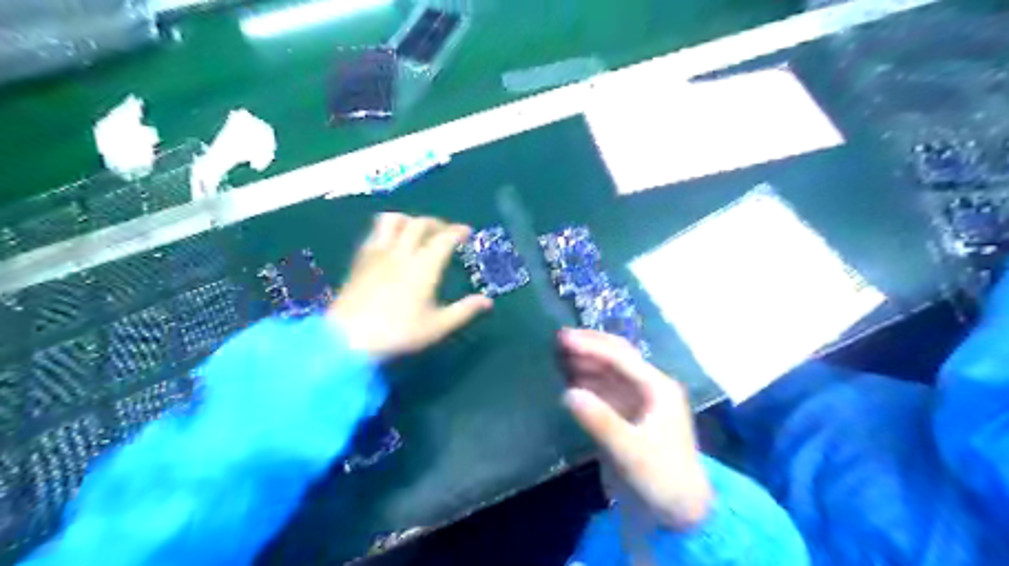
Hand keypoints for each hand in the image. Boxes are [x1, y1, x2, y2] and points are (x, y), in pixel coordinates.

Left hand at [327, 212, 492, 357]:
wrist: (348, 338)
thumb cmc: (398, 332)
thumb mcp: (437, 326)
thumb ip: (464, 311)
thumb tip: (487, 301)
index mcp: (424, 266)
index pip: (444, 238)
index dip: (458, 231)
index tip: (466, 232)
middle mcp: (401, 252)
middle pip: (420, 223)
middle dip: (436, 223)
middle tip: (445, 232)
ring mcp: (378, 252)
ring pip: (393, 220)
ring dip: (409, 220)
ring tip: (416, 231)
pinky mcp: (360, 259)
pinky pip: (375, 232)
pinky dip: (388, 230)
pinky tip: (391, 243)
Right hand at [560, 330, 708, 528]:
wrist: (678, 514)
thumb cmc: (661, 480)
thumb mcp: (631, 452)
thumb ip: (601, 422)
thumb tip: (568, 393)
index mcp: (658, 389)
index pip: (621, 358)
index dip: (592, 346)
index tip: (563, 339)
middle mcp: (649, 388)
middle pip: (617, 358)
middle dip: (589, 347)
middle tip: (559, 339)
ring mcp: (639, 401)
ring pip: (609, 373)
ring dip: (586, 362)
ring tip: (558, 355)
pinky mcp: (628, 416)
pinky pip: (605, 391)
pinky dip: (587, 383)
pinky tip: (569, 380)